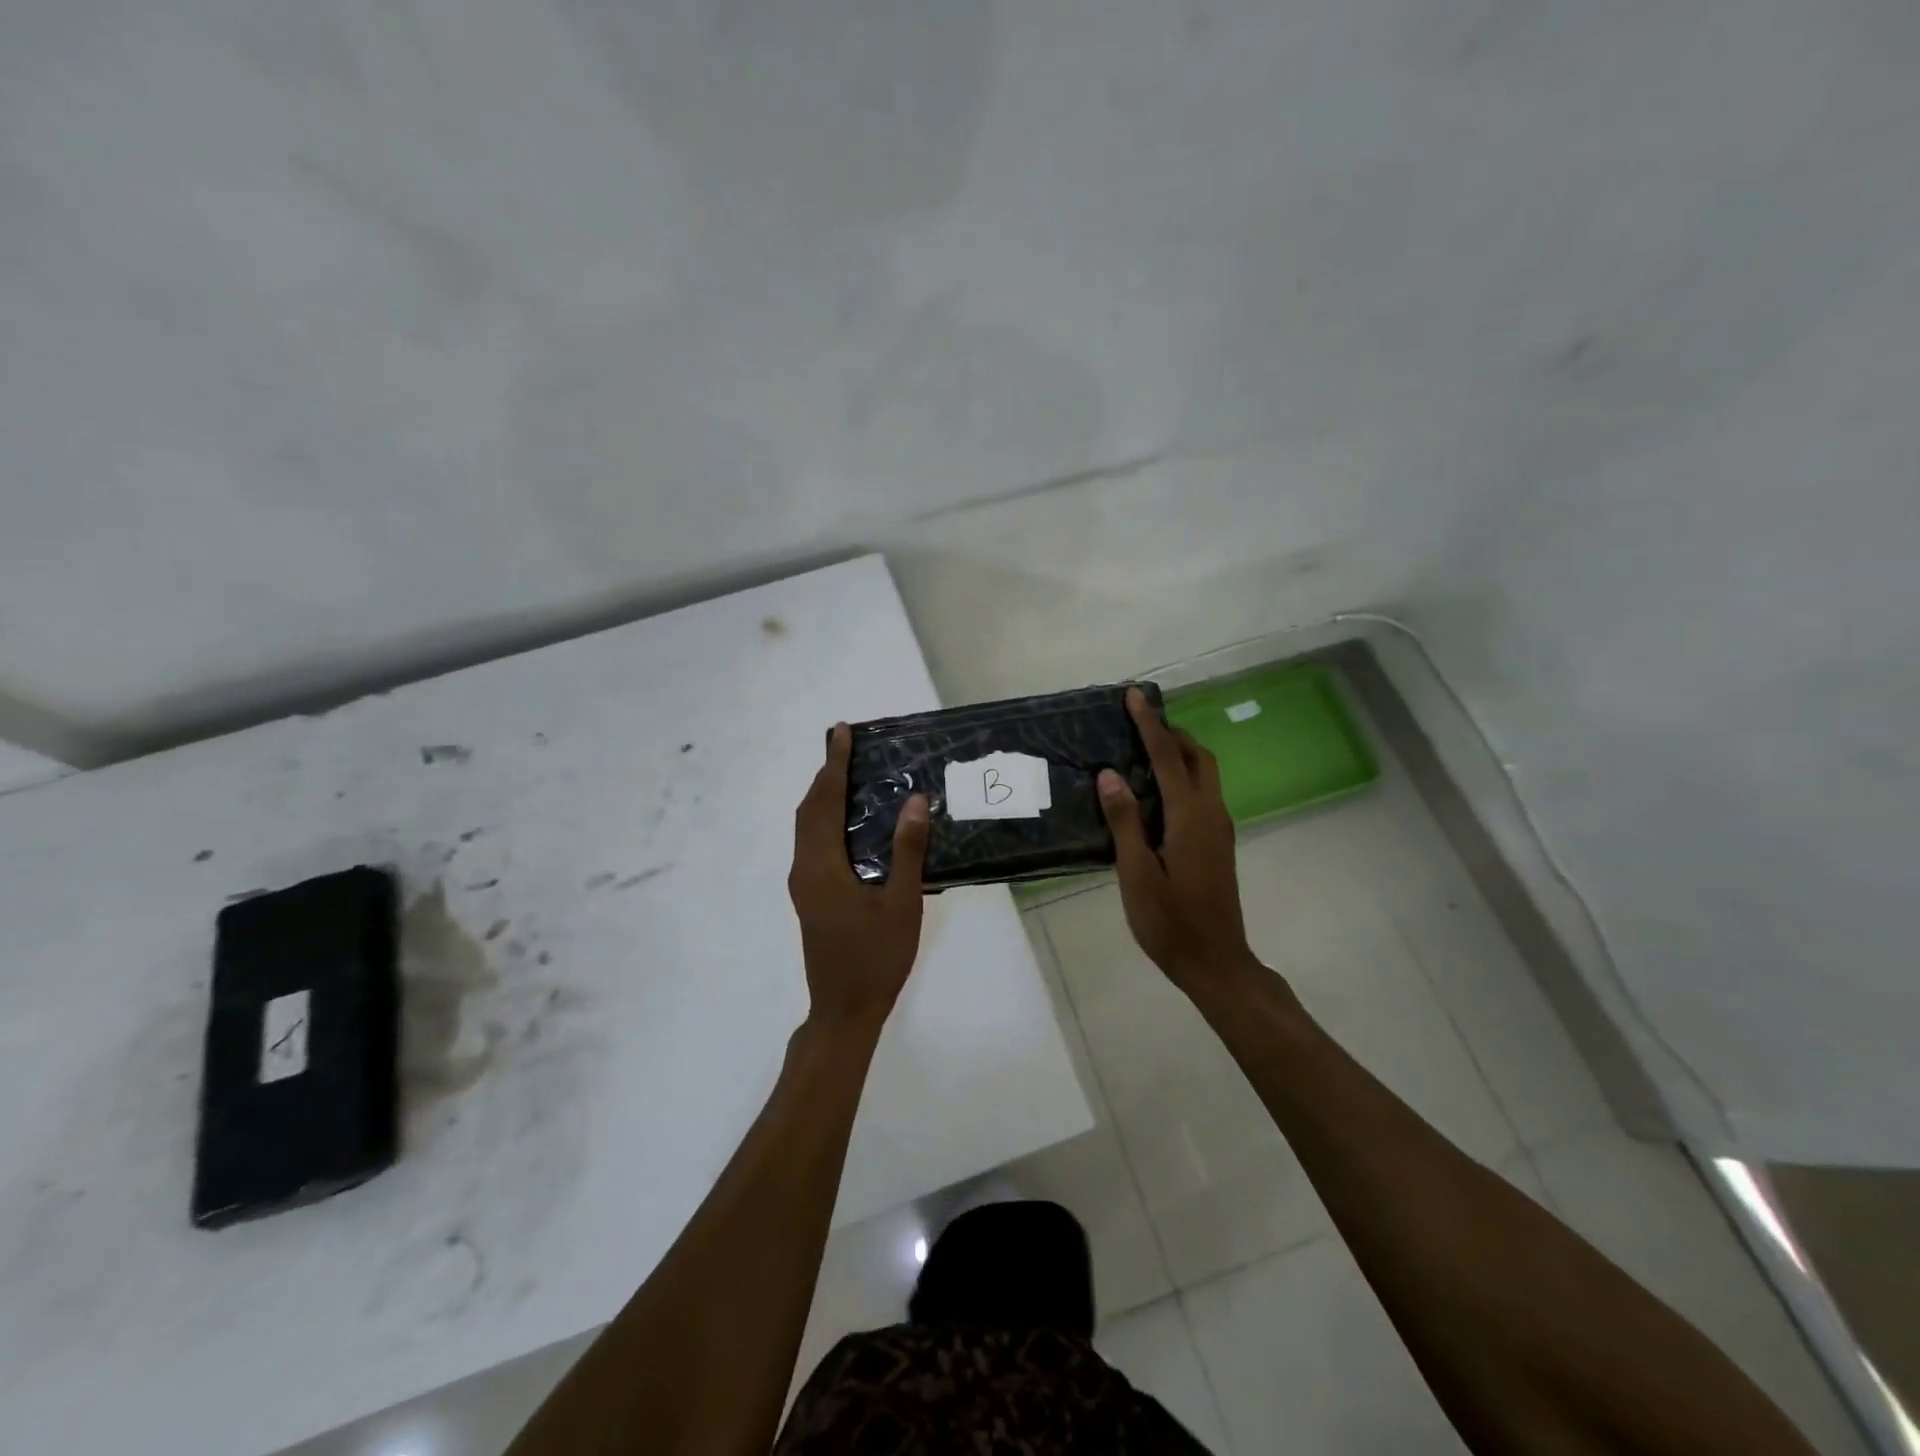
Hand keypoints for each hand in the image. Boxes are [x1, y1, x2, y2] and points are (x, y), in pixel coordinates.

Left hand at [788, 723, 930, 1031]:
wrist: (844, 1010)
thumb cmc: (876, 957)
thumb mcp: (901, 903)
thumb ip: (906, 850)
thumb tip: (914, 801)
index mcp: (822, 866)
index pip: (824, 802)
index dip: (832, 765)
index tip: (841, 733)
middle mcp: (804, 869)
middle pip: (808, 810)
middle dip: (825, 775)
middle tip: (847, 747)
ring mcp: (804, 885)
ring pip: (807, 827)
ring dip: (823, 797)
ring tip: (848, 775)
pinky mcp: (810, 896)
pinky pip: (813, 843)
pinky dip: (825, 819)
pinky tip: (850, 823)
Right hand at [1098, 688, 1258, 991]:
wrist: (1216, 963)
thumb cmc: (1170, 922)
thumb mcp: (1137, 874)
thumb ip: (1125, 822)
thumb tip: (1110, 775)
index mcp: (1190, 818)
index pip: (1168, 758)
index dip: (1150, 725)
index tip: (1135, 695)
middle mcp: (1212, 814)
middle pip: (1199, 757)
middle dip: (1172, 733)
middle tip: (1139, 721)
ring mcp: (1219, 829)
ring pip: (1205, 774)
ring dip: (1179, 752)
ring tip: (1144, 747)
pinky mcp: (1217, 843)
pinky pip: (1202, 793)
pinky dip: (1183, 775)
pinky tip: (1156, 790)